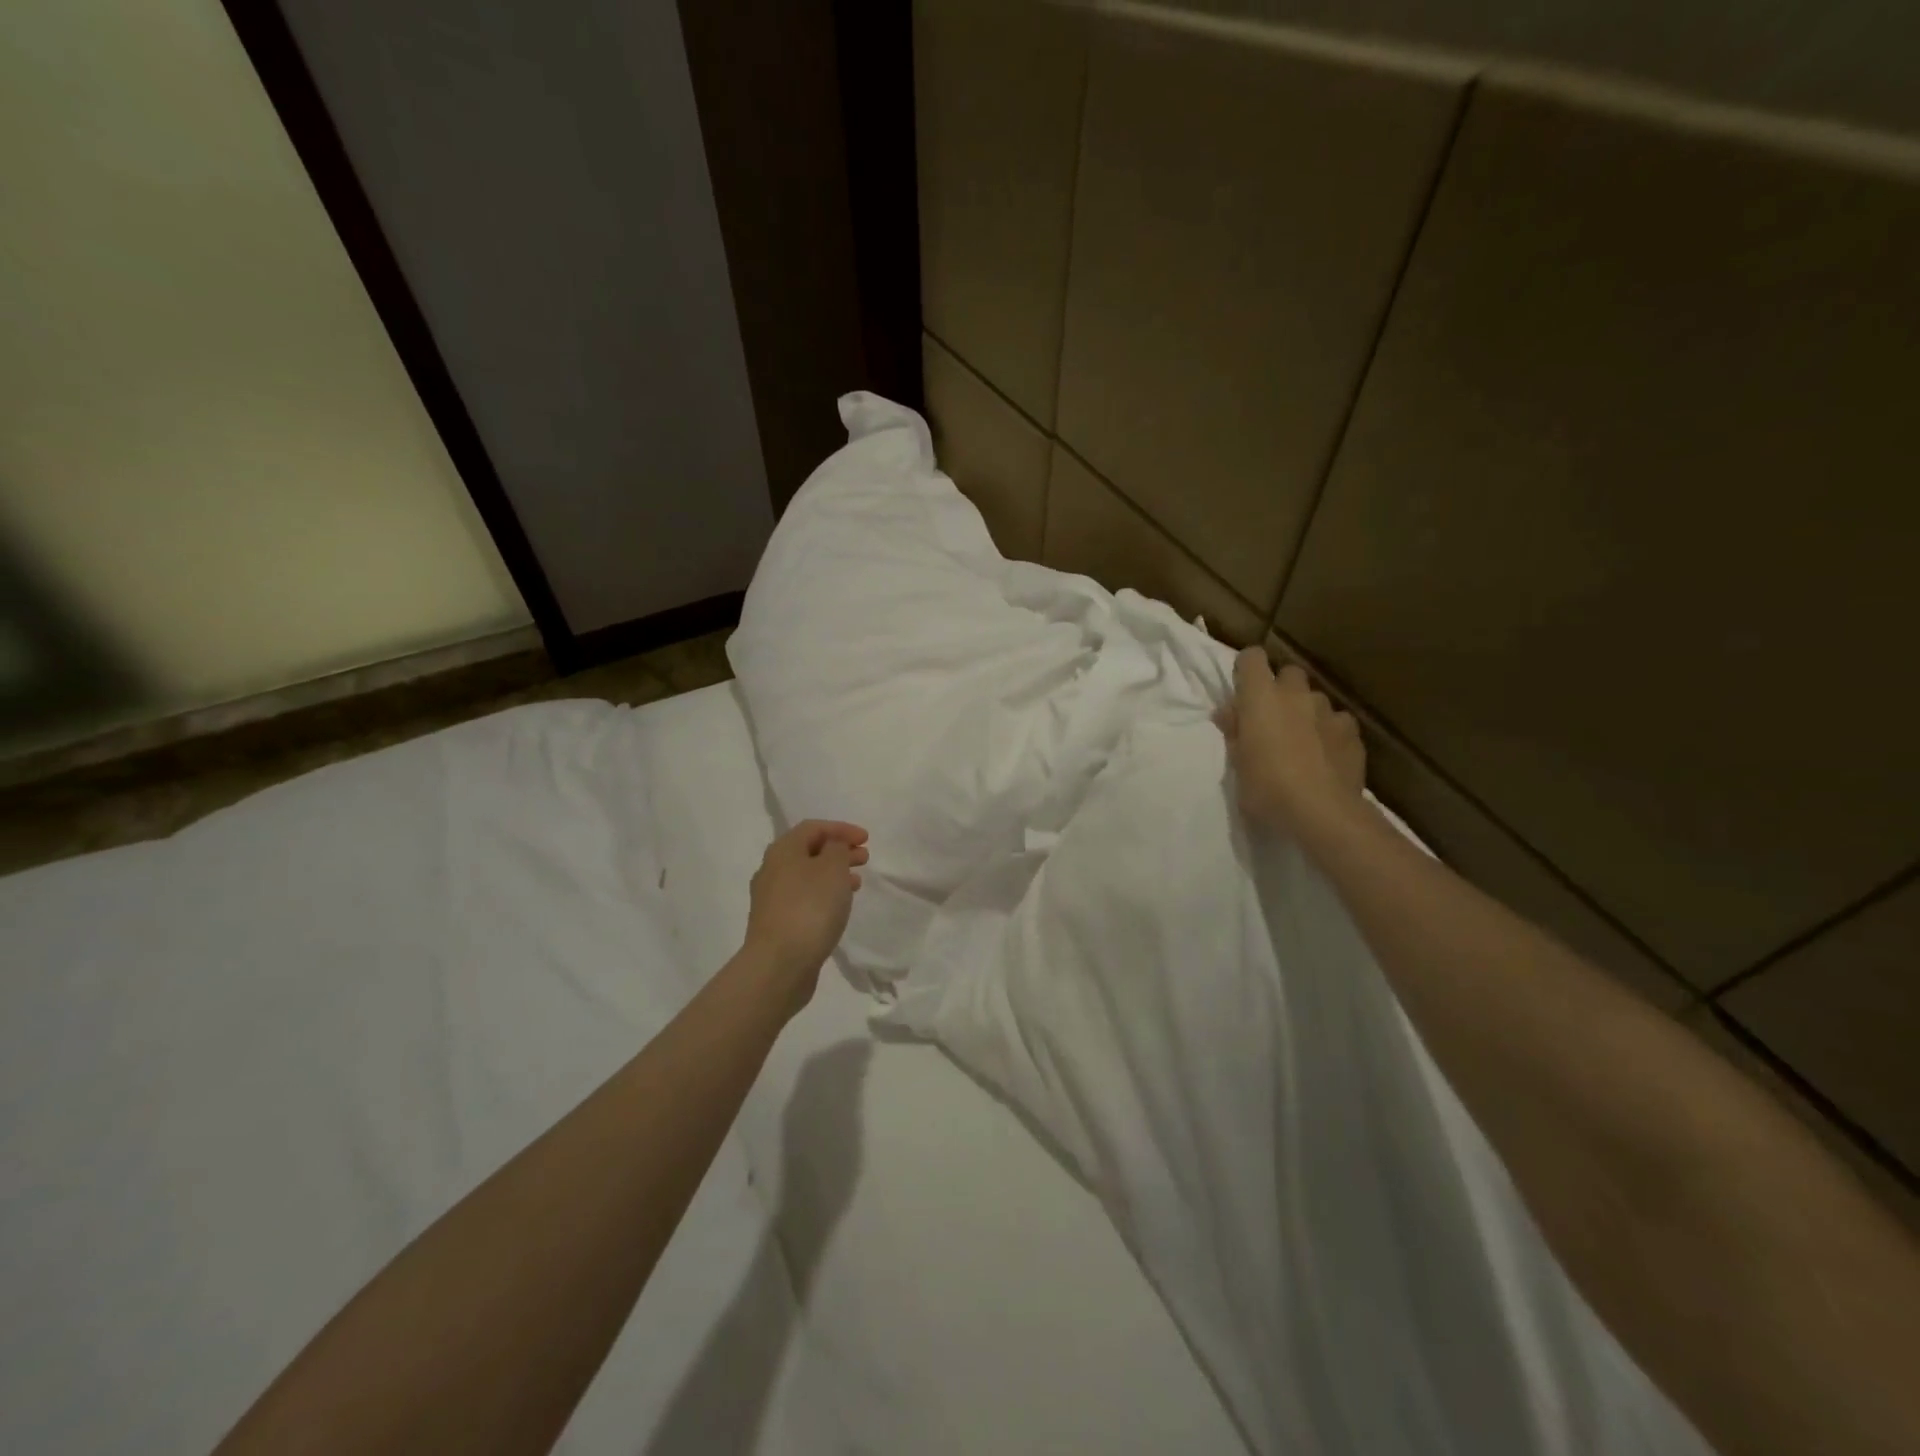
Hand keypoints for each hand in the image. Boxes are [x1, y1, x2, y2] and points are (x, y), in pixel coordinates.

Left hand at [743, 820, 868, 1015]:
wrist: (779, 964)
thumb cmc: (810, 908)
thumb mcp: (832, 868)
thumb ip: (837, 849)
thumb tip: (831, 847)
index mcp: (783, 850)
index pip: (813, 827)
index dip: (841, 829)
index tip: (866, 839)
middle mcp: (772, 869)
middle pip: (808, 851)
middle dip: (838, 851)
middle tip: (864, 858)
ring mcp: (771, 898)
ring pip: (807, 876)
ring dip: (833, 874)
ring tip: (856, 883)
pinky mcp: (776, 923)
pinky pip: (803, 898)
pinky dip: (823, 895)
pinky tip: (838, 908)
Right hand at [1217, 648, 1364, 835]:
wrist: (1321, 812)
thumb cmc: (1266, 787)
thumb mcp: (1237, 764)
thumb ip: (1234, 732)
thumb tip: (1227, 712)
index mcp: (1260, 698)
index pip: (1252, 658)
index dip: (1246, 670)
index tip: (1242, 692)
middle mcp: (1295, 695)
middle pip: (1288, 673)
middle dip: (1281, 689)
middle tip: (1272, 719)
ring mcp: (1328, 711)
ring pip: (1315, 698)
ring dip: (1306, 711)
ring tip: (1302, 742)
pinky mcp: (1352, 732)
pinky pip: (1337, 721)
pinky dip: (1330, 732)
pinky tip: (1326, 756)